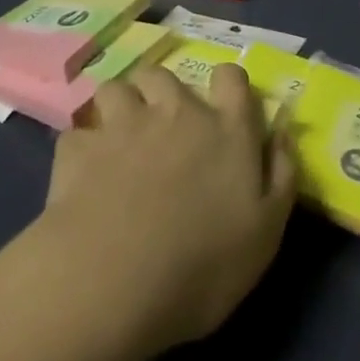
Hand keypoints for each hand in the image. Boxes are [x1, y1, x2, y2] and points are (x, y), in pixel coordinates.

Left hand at [37, 63, 296, 353]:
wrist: (113, 285)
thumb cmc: (202, 267)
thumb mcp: (266, 234)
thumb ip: (281, 175)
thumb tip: (281, 132)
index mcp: (226, 129)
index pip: (232, 77)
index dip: (227, 84)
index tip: (222, 105)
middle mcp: (176, 112)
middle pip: (166, 75)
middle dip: (161, 93)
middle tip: (160, 128)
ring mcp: (125, 124)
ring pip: (118, 88)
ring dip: (119, 108)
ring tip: (116, 140)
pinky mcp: (80, 149)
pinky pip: (78, 134)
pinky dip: (80, 150)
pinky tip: (81, 176)